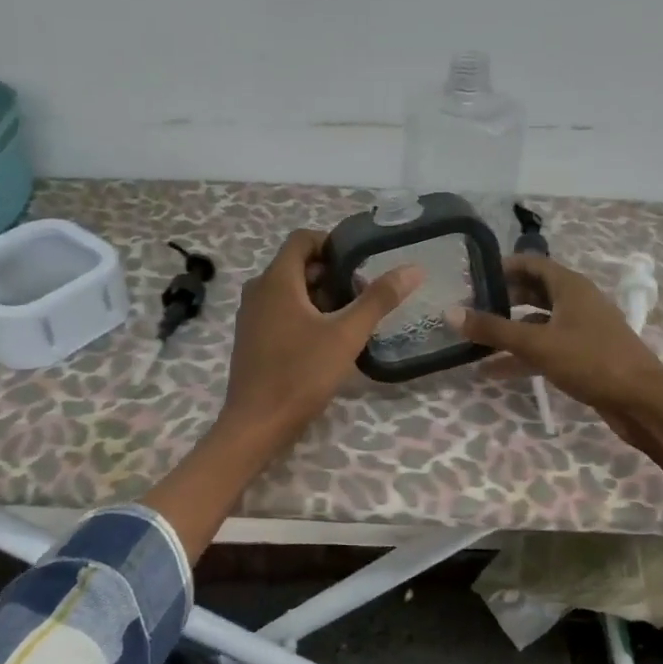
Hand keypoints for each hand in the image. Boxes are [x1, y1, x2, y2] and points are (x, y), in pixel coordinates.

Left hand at [217, 229, 423, 455]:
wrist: (257, 424)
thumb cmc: (301, 373)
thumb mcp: (347, 335)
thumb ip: (378, 299)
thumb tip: (412, 269)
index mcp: (276, 281)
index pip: (302, 239)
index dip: (332, 243)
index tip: (360, 262)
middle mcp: (258, 291)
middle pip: (297, 265)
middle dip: (331, 273)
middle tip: (362, 294)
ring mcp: (251, 316)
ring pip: (289, 290)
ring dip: (319, 295)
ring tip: (350, 317)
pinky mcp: (251, 338)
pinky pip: (279, 310)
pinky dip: (303, 313)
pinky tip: (326, 339)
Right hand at [447, 255, 662, 443]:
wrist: (643, 401)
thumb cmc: (591, 361)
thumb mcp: (537, 344)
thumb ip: (493, 329)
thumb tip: (450, 312)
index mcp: (569, 286)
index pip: (530, 263)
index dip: (501, 267)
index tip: (471, 277)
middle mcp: (576, 302)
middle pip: (532, 292)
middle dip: (501, 299)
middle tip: (468, 308)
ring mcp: (581, 329)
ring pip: (537, 322)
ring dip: (508, 331)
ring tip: (473, 340)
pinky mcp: (582, 355)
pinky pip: (545, 347)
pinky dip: (521, 355)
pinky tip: (493, 371)